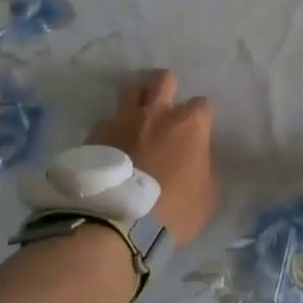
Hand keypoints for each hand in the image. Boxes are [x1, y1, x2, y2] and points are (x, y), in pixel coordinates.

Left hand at [87, 70, 216, 244]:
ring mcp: (122, 120)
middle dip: (166, 87)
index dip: (200, 117)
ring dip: (137, 99)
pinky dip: (112, 130)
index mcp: (189, 125)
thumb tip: (195, 160)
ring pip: (130, 89)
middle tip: (165, 106)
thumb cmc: (174, 211)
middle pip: (162, 79)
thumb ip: (203, 168)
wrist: (119, 224)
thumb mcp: (207, 195)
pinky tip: (111, 148)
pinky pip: (106, 122)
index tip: (197, 132)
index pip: (202, 104)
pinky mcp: (96, 134)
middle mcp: (156, 113)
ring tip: (136, 118)